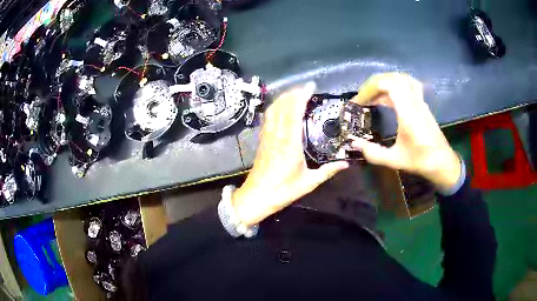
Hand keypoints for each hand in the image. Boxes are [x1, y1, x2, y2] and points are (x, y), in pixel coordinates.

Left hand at [232, 83, 348, 225]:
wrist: (256, 197)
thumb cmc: (282, 191)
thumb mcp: (308, 183)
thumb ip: (327, 171)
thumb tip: (345, 163)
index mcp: (289, 143)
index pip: (294, 112)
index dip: (301, 96)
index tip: (311, 87)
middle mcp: (276, 135)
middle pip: (282, 106)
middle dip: (293, 93)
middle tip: (307, 88)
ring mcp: (267, 136)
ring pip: (273, 110)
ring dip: (284, 98)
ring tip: (296, 93)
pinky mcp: (262, 140)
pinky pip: (268, 118)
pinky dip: (276, 107)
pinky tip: (282, 107)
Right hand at [350, 73, 460, 191]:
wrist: (442, 162)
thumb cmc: (420, 160)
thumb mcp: (395, 160)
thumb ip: (374, 153)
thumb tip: (355, 143)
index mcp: (408, 113)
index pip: (389, 85)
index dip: (370, 88)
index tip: (359, 101)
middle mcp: (414, 102)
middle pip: (393, 78)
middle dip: (374, 84)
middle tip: (363, 97)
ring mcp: (420, 101)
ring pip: (402, 78)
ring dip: (385, 82)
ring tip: (373, 94)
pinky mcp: (422, 103)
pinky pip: (408, 84)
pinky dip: (395, 85)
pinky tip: (389, 95)